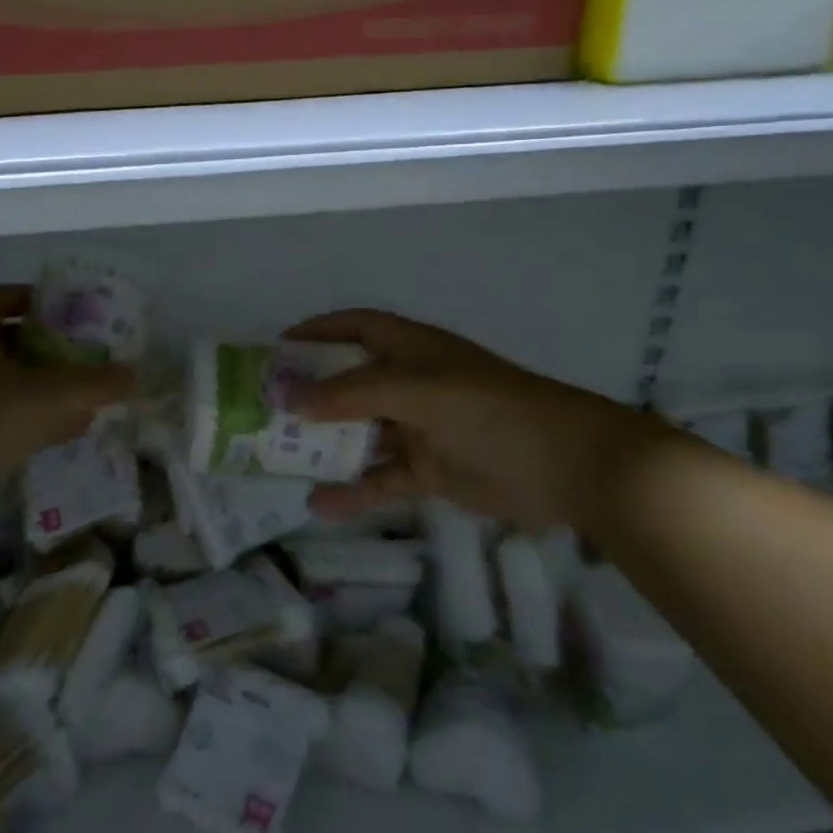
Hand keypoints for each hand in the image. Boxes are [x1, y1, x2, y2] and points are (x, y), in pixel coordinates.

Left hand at [0, 286, 135, 547]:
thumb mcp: (47, 396)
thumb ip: (95, 384)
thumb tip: (136, 377)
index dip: (31, 297)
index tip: (67, 310)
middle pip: (3, 340)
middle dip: (46, 346)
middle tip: (85, 355)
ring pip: (3, 383)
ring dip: (42, 386)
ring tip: (85, 395)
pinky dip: (31, 419)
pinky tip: (66, 432)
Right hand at [285, 309, 658, 533]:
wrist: (568, 466)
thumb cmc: (490, 409)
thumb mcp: (417, 391)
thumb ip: (351, 394)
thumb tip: (288, 397)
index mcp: (412, 349)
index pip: (356, 327)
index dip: (318, 332)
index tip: (276, 346)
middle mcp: (411, 383)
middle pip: (350, 382)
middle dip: (310, 393)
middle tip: (263, 408)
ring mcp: (420, 428)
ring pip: (360, 433)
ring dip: (325, 444)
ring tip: (277, 457)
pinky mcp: (430, 470)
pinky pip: (381, 478)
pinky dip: (354, 490)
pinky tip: (320, 504)